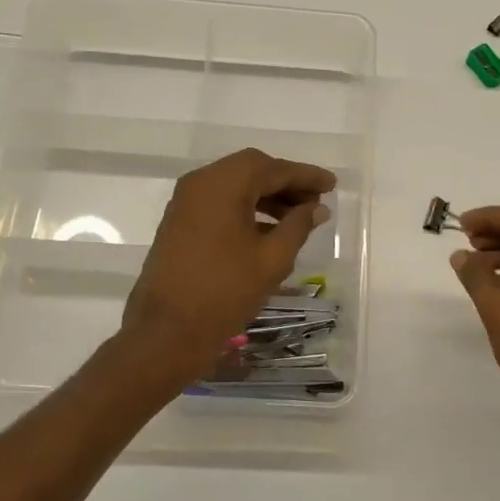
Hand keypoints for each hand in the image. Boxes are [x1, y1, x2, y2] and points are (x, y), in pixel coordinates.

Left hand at [122, 148, 333, 380]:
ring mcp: (186, 202)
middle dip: (286, 183)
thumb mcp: (272, 259)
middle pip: (251, 170)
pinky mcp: (180, 222)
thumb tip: (317, 208)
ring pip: (235, 185)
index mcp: (223, 185)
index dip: (305, 176)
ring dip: (267, 196)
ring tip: (297, 218)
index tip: (332, 184)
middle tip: (316, 201)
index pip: (273, 168)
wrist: (167, 331)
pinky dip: (246, 208)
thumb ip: (298, 226)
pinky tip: (269, 230)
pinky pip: (219, 202)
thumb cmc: (225, 292)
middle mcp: (200, 183)